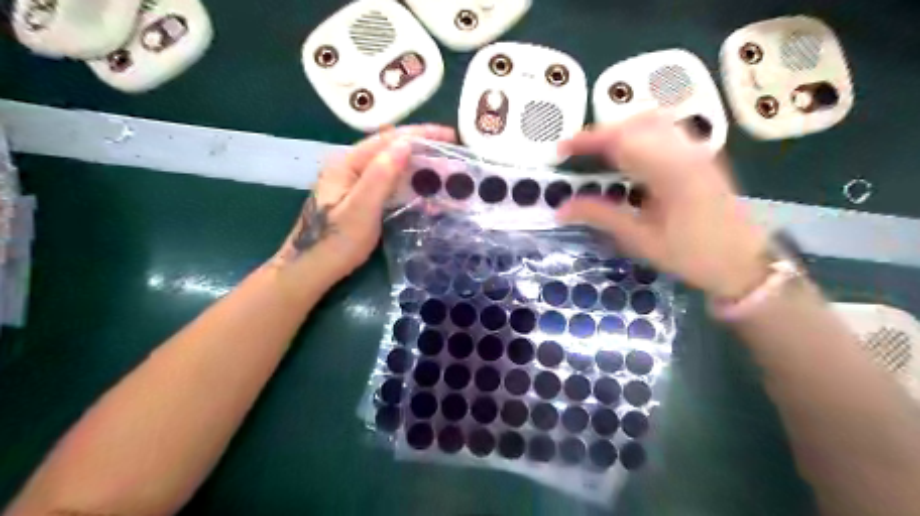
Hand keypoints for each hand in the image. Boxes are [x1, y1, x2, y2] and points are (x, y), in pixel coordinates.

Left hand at [275, 124, 457, 278]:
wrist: (311, 270)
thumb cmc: (335, 242)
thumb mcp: (361, 209)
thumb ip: (381, 176)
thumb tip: (406, 143)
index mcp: (348, 163)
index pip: (389, 139)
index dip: (421, 134)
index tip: (450, 135)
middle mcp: (351, 167)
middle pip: (391, 150)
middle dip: (423, 150)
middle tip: (453, 156)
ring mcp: (355, 183)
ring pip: (392, 167)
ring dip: (419, 168)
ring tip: (445, 172)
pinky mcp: (360, 198)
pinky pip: (390, 184)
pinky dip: (410, 185)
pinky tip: (425, 192)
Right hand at [557, 110, 769, 300]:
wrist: (743, 263)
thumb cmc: (691, 255)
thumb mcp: (641, 239)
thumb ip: (601, 216)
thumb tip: (561, 208)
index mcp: (670, 170)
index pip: (621, 140)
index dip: (587, 141)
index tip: (561, 150)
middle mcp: (686, 150)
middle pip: (636, 122)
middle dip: (601, 133)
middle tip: (577, 153)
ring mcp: (698, 149)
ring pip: (654, 120)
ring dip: (622, 129)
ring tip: (600, 152)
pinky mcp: (703, 155)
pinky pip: (668, 130)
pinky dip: (641, 133)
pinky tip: (631, 155)